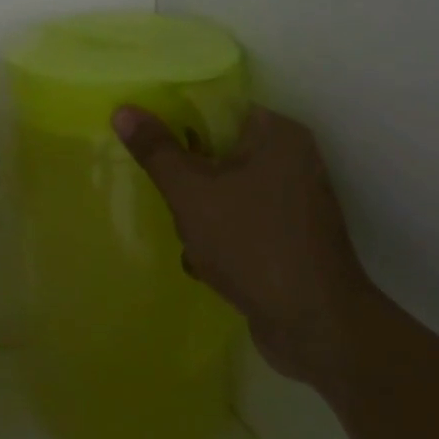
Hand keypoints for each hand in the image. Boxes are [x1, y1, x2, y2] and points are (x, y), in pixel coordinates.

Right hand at [113, 104, 373, 390]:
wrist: (316, 329)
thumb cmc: (253, 244)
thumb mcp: (191, 192)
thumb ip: (156, 149)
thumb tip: (123, 110)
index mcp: (277, 134)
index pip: (216, 108)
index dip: (177, 122)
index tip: (150, 144)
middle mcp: (292, 159)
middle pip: (216, 151)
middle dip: (188, 181)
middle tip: (174, 201)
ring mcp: (294, 202)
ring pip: (225, 190)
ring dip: (200, 215)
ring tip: (193, 241)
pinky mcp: (291, 237)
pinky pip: (242, 221)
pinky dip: (222, 238)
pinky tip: (209, 264)